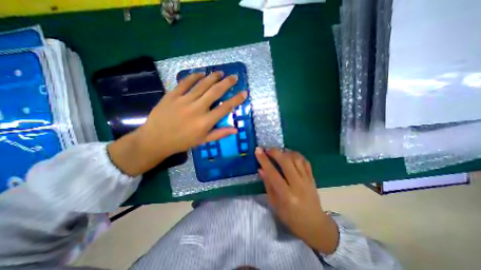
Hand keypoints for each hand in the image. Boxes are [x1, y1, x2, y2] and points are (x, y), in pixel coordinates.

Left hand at [108, 72, 245, 175]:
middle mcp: (197, 108)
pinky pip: (185, 82)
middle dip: (227, 83)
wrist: (156, 139)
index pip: (225, 108)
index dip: (236, 100)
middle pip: (215, 92)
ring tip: (220, 73)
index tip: (244, 93)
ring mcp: (184, 100)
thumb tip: (235, 130)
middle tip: (234, 77)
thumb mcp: (203, 141)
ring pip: (202, 84)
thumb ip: (220, 134)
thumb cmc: (182, 142)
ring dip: (213, 77)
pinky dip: (194, 76)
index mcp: (205, 121)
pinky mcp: (172, 95)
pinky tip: (201, 73)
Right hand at [253, 149, 338, 253]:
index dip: (264, 160)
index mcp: (286, 195)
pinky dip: (296, 155)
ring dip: (285, 152)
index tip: (257, 150)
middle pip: (286, 162)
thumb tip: (261, 169)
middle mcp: (298, 185)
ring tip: (278, 152)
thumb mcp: (275, 204)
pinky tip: (290, 155)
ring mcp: (307, 180)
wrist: (314, 224)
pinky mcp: (312, 178)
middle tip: (267, 149)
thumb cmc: (291, 217)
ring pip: (296, 159)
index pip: (273, 173)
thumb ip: (268, 185)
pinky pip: (305, 161)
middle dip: (275, 152)